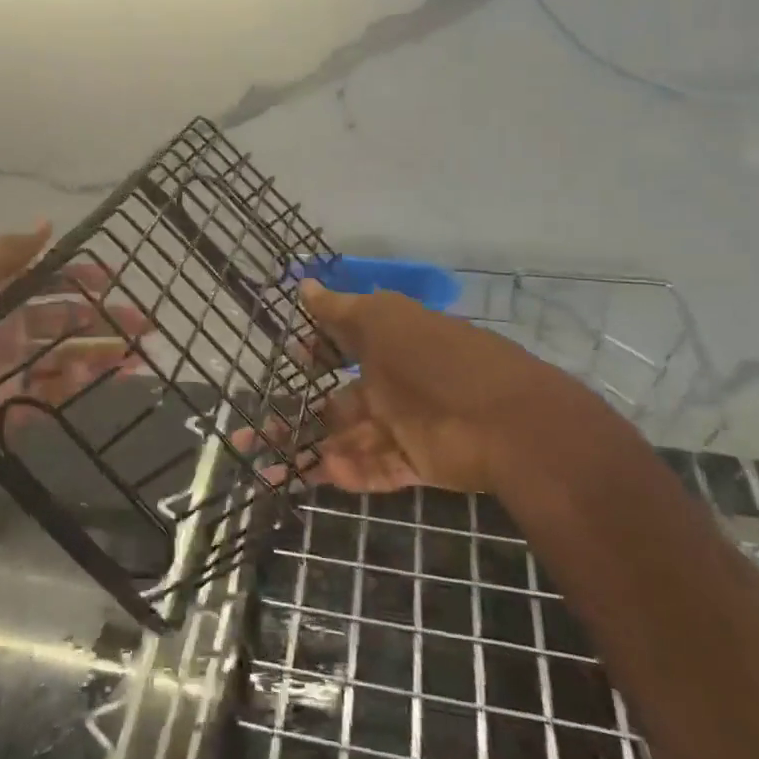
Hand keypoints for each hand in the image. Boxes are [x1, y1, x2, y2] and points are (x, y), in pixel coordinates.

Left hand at [0, 225, 145, 488]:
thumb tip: (48, 226)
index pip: (44, 282)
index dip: (78, 279)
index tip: (111, 280)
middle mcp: (2, 330)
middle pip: (62, 322)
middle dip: (102, 321)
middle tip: (143, 326)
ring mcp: (3, 369)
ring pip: (61, 359)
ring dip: (98, 356)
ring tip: (135, 359)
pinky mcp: (0, 405)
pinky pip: (44, 395)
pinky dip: (73, 389)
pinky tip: (100, 382)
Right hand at [298, 280, 640, 497]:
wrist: (508, 422)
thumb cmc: (435, 360)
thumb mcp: (382, 321)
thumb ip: (340, 310)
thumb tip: (305, 284)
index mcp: (388, 344)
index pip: (344, 345)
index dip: (316, 350)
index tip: (288, 357)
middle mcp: (394, 384)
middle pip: (337, 402)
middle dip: (297, 416)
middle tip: (251, 432)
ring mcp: (406, 426)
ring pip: (348, 440)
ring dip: (310, 451)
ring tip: (268, 467)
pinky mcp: (419, 463)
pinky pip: (378, 468)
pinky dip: (352, 472)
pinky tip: (324, 473)